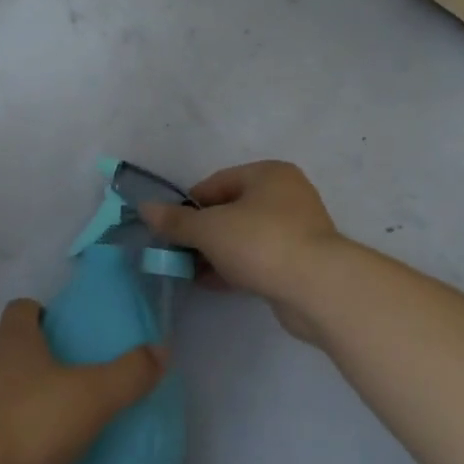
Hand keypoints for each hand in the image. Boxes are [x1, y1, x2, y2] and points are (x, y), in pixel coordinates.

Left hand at [0, 299, 164, 463]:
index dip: (44, 314)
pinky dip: (16, 435)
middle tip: (79, 379)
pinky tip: (39, 457)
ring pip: (4, 388)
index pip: (23, 308)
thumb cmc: (27, 422)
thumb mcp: (91, 396)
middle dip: (43, 359)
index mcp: (14, 338)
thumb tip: (161, 349)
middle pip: (15, 347)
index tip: (69, 333)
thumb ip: (129, 374)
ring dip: (29, 399)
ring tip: (64, 421)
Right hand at [138, 161, 344, 340]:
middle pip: (230, 210)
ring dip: (215, 252)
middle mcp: (286, 196)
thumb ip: (176, 220)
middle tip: (177, 251)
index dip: (188, 205)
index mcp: (268, 174)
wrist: (318, 289)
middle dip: (201, 232)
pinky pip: (258, 259)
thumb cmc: (260, 242)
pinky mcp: (300, 263)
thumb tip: (145, 208)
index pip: (216, 183)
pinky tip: (210, 283)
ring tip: (188, 270)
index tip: (170, 228)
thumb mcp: (209, 228)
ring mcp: (297, 230)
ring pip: (243, 237)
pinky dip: (234, 268)